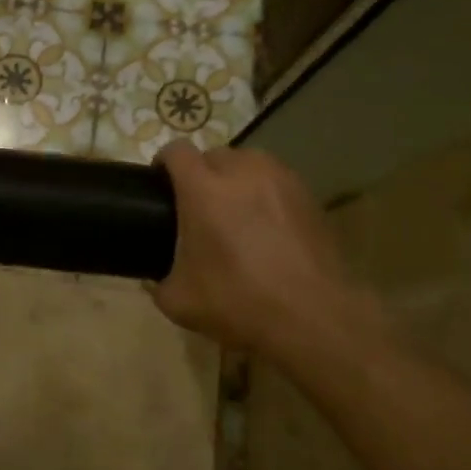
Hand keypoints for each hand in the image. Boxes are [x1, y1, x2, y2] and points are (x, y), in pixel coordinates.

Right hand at [152, 141, 388, 369]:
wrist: (315, 317)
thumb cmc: (239, 302)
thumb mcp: (179, 301)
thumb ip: (157, 282)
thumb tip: (155, 279)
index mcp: (203, 189)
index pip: (176, 151)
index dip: (164, 162)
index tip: (160, 183)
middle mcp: (242, 172)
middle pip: (214, 155)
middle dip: (202, 173)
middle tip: (199, 206)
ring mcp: (281, 180)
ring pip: (249, 163)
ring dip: (236, 179)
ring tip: (235, 210)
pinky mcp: (309, 196)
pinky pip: (277, 181)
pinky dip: (266, 194)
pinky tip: (267, 226)